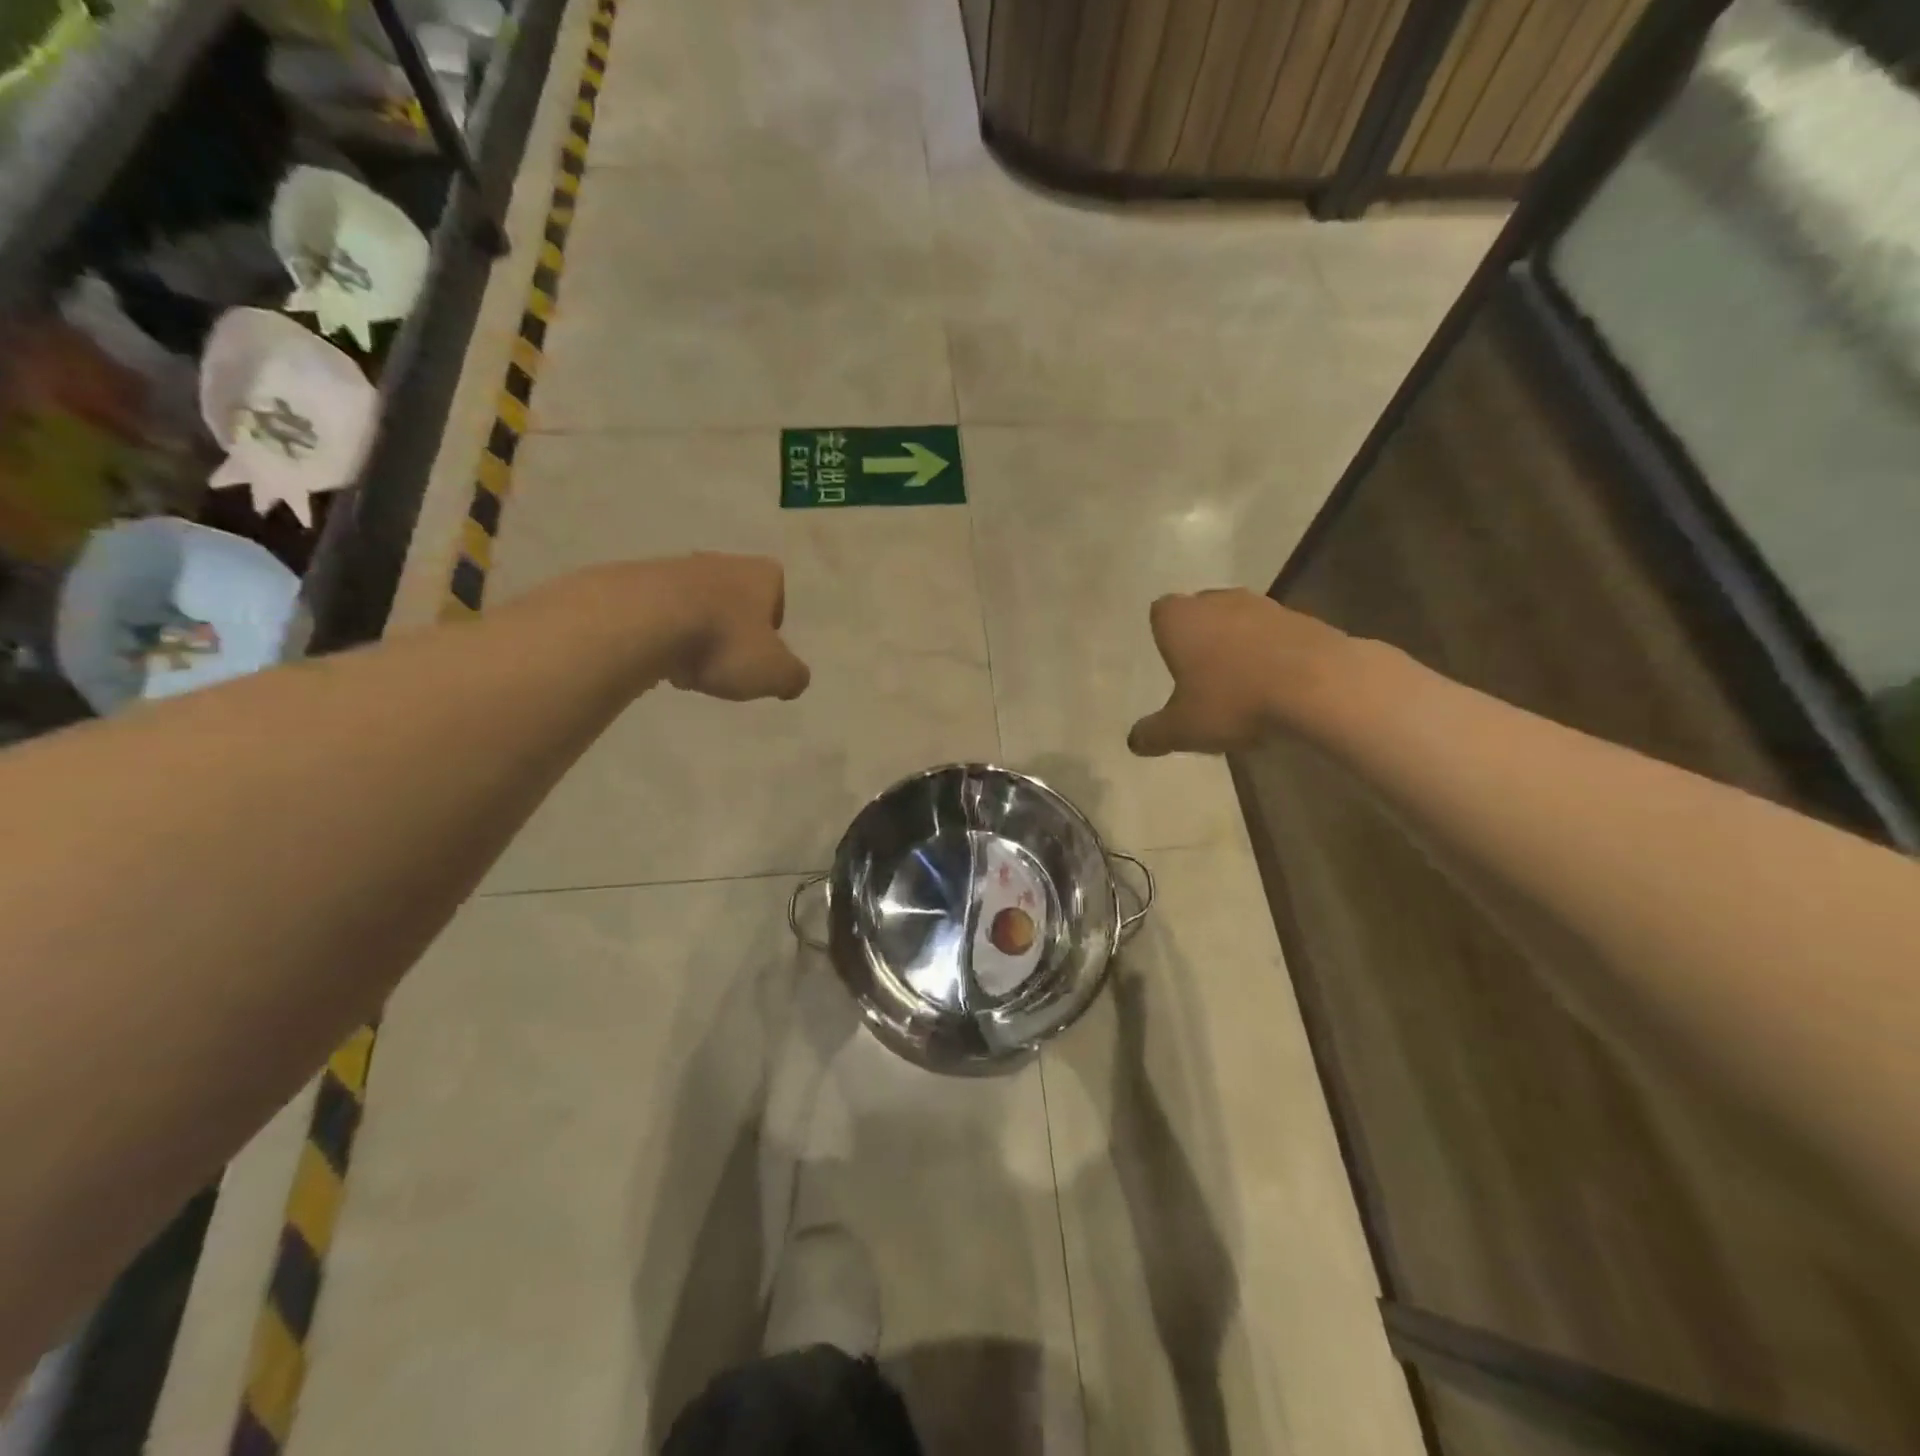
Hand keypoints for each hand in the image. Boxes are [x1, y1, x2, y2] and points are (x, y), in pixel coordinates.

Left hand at [651, 553, 811, 701]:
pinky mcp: (635, 583)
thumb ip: (793, 677)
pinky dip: (663, 635)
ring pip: (696, 604)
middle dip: (733, 626)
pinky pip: (659, 613)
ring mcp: (674, 568)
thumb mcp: (775, 672)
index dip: (773, 620)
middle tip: (729, 661)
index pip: (777, 589)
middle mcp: (720, 562)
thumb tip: (794, 681)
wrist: (641, 623)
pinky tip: (659, 660)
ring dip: (697, 632)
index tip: (764, 647)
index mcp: (760, 573)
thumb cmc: (723, 643)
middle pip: (735, 596)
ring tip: (690, 666)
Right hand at [1127, 589, 1347, 756]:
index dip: (1164, 636)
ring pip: (1239, 622)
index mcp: (1181, 618)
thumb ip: (1153, 733)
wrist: (1320, 686)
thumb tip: (1134, 742)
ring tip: (1242, 685)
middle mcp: (1218, 601)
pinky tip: (1277, 687)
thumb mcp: (1182, 729)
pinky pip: (1275, 635)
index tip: (1172, 664)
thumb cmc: (1234, 700)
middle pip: (1201, 612)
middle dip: (1200, 639)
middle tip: (1202, 676)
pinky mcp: (1304, 618)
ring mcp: (1264, 606)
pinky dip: (1271, 654)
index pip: (1160, 613)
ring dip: (1238, 645)